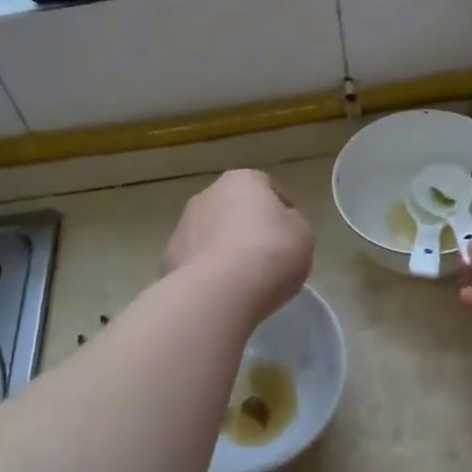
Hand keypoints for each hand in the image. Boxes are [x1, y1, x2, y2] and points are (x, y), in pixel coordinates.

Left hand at [165, 170, 314, 321]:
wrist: (221, 289)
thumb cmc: (271, 251)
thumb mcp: (302, 234)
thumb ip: (292, 223)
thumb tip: (280, 225)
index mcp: (242, 180)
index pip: (267, 187)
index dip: (281, 211)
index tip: (290, 235)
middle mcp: (208, 194)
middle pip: (234, 208)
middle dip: (247, 227)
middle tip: (266, 256)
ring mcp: (183, 224)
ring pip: (210, 233)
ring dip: (223, 248)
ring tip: (242, 279)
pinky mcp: (169, 256)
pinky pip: (196, 260)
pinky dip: (207, 271)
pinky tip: (220, 291)